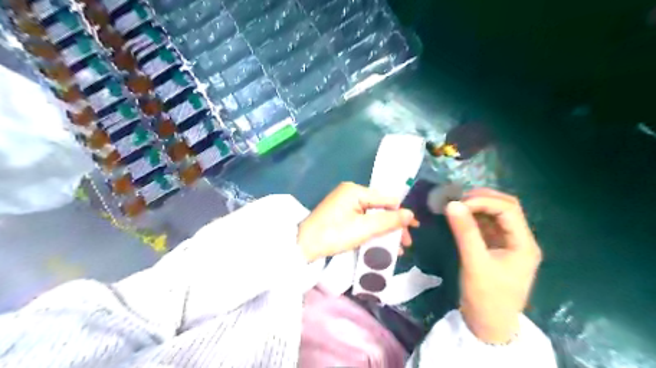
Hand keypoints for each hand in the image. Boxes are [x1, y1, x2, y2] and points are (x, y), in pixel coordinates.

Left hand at [299, 182, 416, 263]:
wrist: (303, 246)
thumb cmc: (334, 234)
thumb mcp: (364, 228)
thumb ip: (389, 220)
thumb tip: (411, 214)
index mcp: (355, 190)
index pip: (386, 199)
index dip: (402, 213)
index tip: (414, 228)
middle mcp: (350, 193)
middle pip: (379, 207)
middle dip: (393, 225)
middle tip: (405, 243)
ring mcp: (344, 203)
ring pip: (371, 215)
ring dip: (384, 231)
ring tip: (395, 249)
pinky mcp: (340, 214)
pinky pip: (361, 219)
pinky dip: (371, 231)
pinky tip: (379, 244)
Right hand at [446, 188, 543, 342]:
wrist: (488, 325)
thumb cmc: (486, 297)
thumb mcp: (475, 263)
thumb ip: (465, 232)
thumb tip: (452, 204)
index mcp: (524, 244)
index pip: (508, 209)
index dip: (483, 201)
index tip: (458, 204)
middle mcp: (519, 240)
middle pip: (506, 208)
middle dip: (483, 199)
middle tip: (458, 199)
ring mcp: (508, 244)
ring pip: (496, 215)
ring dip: (477, 206)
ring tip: (457, 205)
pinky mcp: (496, 248)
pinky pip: (486, 226)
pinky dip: (473, 218)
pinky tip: (460, 217)